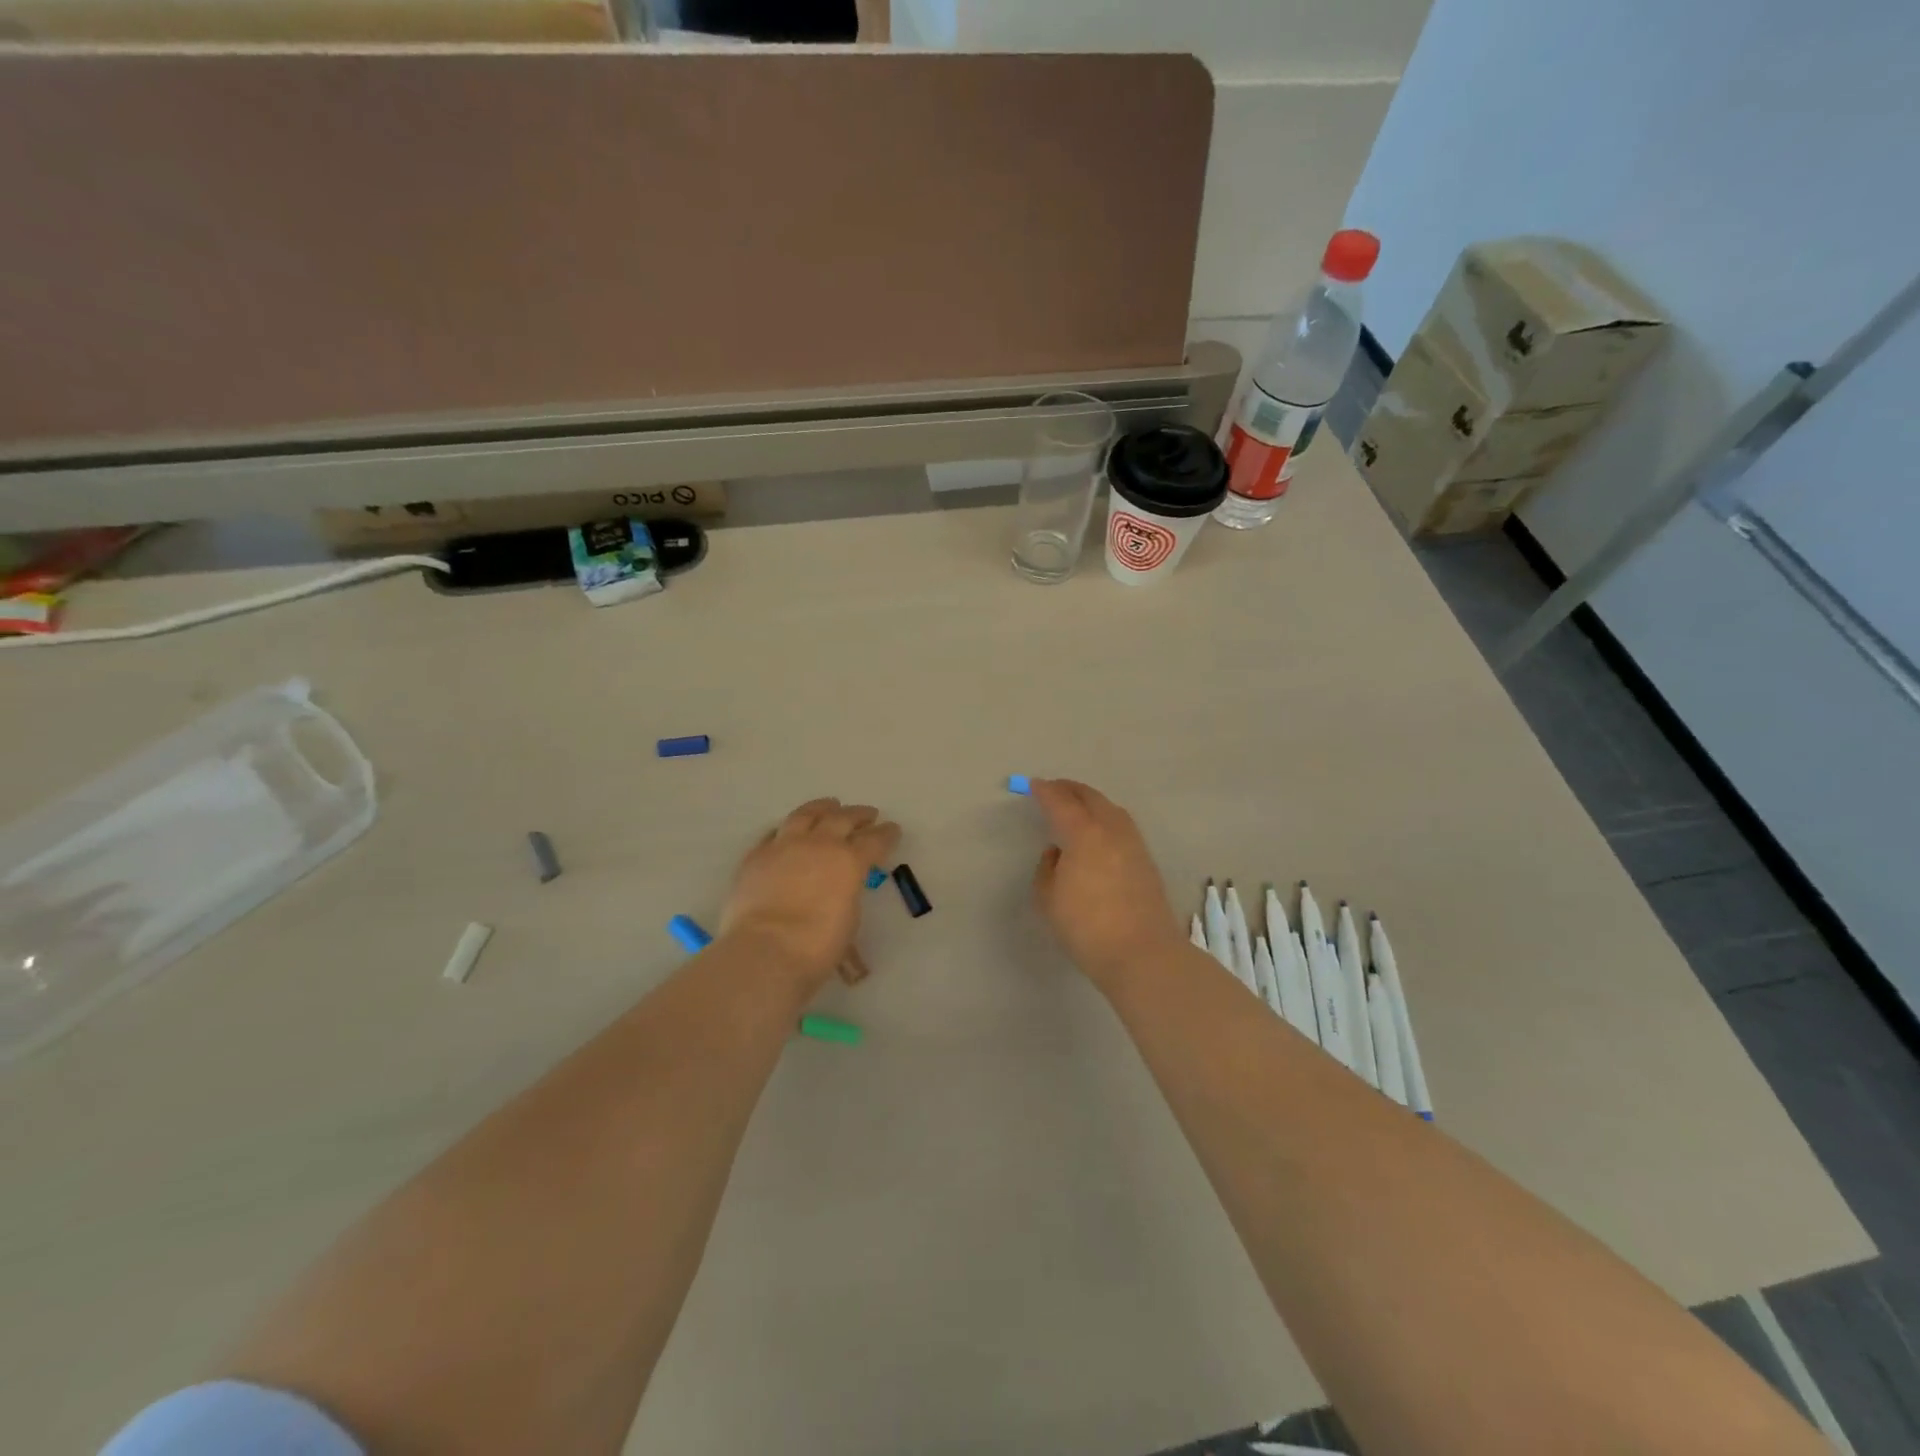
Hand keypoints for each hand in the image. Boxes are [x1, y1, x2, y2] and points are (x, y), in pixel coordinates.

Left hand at [721, 798, 899, 991]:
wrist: (766, 949)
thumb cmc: (817, 944)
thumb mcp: (849, 920)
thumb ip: (848, 893)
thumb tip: (843, 888)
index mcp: (849, 861)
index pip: (875, 840)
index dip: (886, 834)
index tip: (892, 829)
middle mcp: (819, 844)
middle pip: (843, 819)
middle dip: (858, 815)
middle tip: (867, 814)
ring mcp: (785, 846)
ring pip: (806, 815)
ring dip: (822, 808)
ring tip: (830, 805)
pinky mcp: (756, 855)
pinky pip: (774, 833)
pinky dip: (787, 829)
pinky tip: (788, 831)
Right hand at [1030, 779, 1184, 990]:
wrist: (1142, 954)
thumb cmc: (1086, 928)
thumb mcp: (1048, 900)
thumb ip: (1047, 868)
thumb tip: (1057, 853)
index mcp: (1084, 834)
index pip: (1060, 802)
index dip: (1045, 791)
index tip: (1033, 786)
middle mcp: (1111, 830)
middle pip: (1090, 797)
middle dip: (1069, 789)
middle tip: (1053, 789)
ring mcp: (1133, 843)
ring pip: (1110, 809)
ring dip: (1091, 801)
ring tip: (1076, 806)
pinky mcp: (1146, 860)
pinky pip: (1122, 825)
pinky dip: (1106, 818)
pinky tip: (1098, 832)